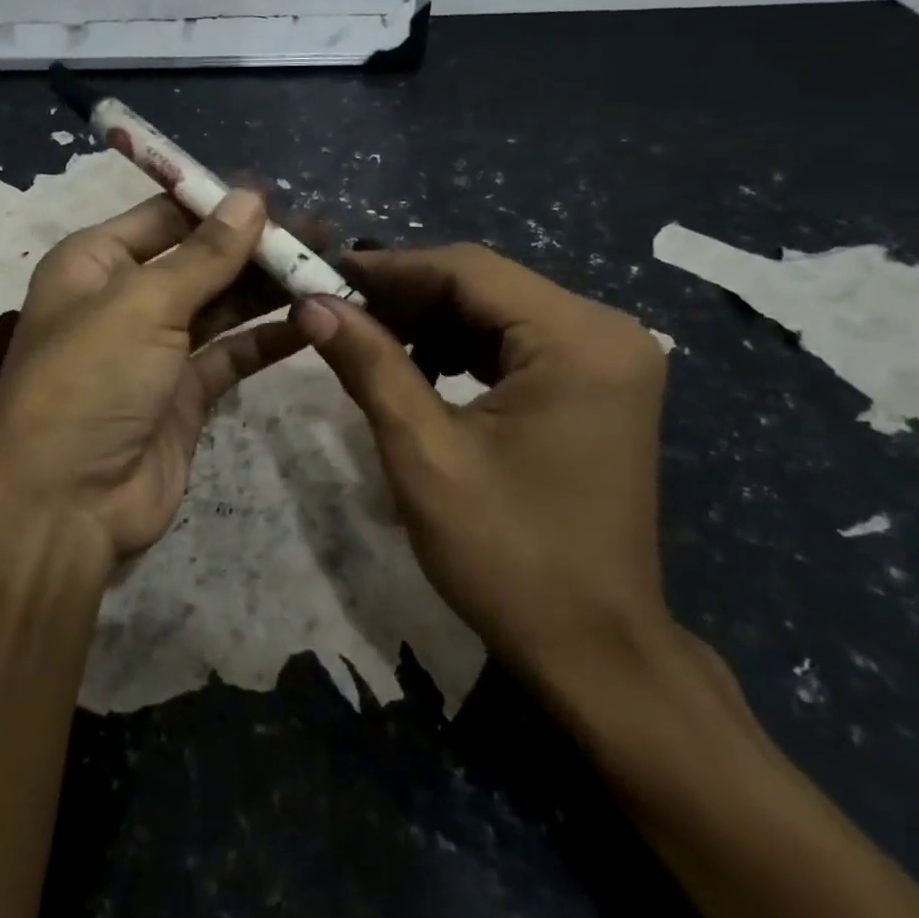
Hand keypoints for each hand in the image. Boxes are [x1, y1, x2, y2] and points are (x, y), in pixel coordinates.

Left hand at [0, 188, 308, 563]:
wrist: (63, 504)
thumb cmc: (89, 381)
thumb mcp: (142, 304)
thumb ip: (204, 254)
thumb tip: (252, 197)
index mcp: (95, 263)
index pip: (164, 216)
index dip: (218, 204)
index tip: (279, 195)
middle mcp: (124, 299)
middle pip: (199, 259)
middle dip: (254, 246)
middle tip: (320, 232)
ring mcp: (156, 349)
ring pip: (221, 305)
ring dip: (268, 288)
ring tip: (327, 267)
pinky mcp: (184, 394)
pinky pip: (232, 354)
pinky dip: (268, 338)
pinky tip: (313, 320)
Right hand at [293, 243, 670, 681]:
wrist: (595, 650)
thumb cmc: (509, 556)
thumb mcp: (424, 454)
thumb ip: (369, 365)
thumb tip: (311, 302)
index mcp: (578, 340)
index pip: (468, 270)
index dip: (389, 267)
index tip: (322, 274)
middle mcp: (605, 331)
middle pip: (484, 284)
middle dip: (405, 295)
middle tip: (335, 309)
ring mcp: (607, 357)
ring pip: (495, 309)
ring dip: (428, 320)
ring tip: (366, 340)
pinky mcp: (596, 383)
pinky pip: (514, 341)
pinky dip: (459, 346)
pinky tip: (419, 370)